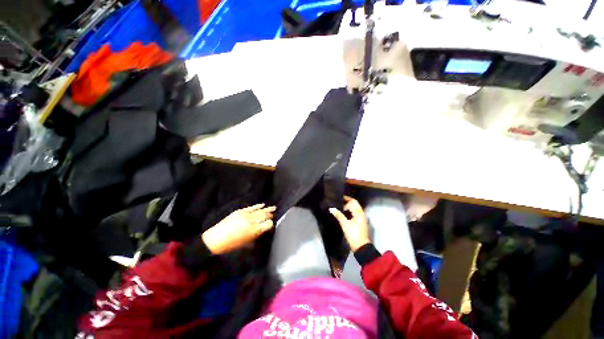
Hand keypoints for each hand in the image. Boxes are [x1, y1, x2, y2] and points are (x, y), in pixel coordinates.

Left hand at [202, 204, 275, 254]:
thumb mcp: (247, 242)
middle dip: (270, 215)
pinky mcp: (239, 211)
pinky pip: (251, 207)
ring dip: (267, 209)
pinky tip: (262, 204)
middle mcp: (250, 221)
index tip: (273, 223)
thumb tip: (265, 227)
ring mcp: (244, 215)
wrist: (214, 240)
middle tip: (274, 214)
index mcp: (253, 230)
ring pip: (259, 210)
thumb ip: (257, 234)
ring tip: (273, 207)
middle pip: (264, 216)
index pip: (267, 224)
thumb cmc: (231, 245)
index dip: (271, 223)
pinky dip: (257, 206)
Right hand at [329, 196, 369, 250]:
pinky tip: (344, 214)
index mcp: (359, 213)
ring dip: (348, 207)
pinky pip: (355, 213)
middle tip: (338, 202)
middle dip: (347, 202)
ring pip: (355, 209)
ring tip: (340, 208)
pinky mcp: (361, 222)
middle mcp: (362, 214)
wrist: (361, 247)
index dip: (346, 199)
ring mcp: (362, 218)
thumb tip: (331, 208)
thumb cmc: (353, 234)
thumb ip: (338, 215)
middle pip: (355, 204)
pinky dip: (350, 212)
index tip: (338, 199)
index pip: (353, 201)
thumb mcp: (344, 224)